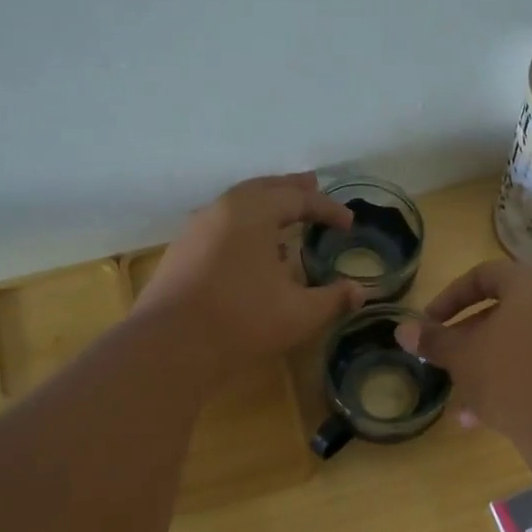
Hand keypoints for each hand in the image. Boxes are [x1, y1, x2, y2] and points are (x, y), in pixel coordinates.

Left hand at [137, 174, 364, 377]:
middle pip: (262, 189)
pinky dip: (243, 226)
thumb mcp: (299, 313)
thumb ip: (333, 299)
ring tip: (284, 219)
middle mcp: (222, 210)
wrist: (171, 345)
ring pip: (237, 205)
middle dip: (291, 190)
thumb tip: (359, 291)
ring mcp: (196, 229)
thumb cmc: (243, 321)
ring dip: (264, 206)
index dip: (327, 209)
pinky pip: (220, 225)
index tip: (348, 223)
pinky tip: (252, 251)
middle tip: (313, 185)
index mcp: (253, 212)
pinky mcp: (181, 252)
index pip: (297, 200)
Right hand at [394, 259, 531, 452]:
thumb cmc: (511, 380)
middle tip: (445, 362)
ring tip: (462, 403)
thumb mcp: (463, 359)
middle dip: (468, 339)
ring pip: (520, 343)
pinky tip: (488, 417)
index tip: (429, 324)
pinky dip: (514, 380)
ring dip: (487, 367)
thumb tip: (402, 330)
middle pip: (504, 311)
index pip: (484, 275)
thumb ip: (433, 340)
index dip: (450, 298)